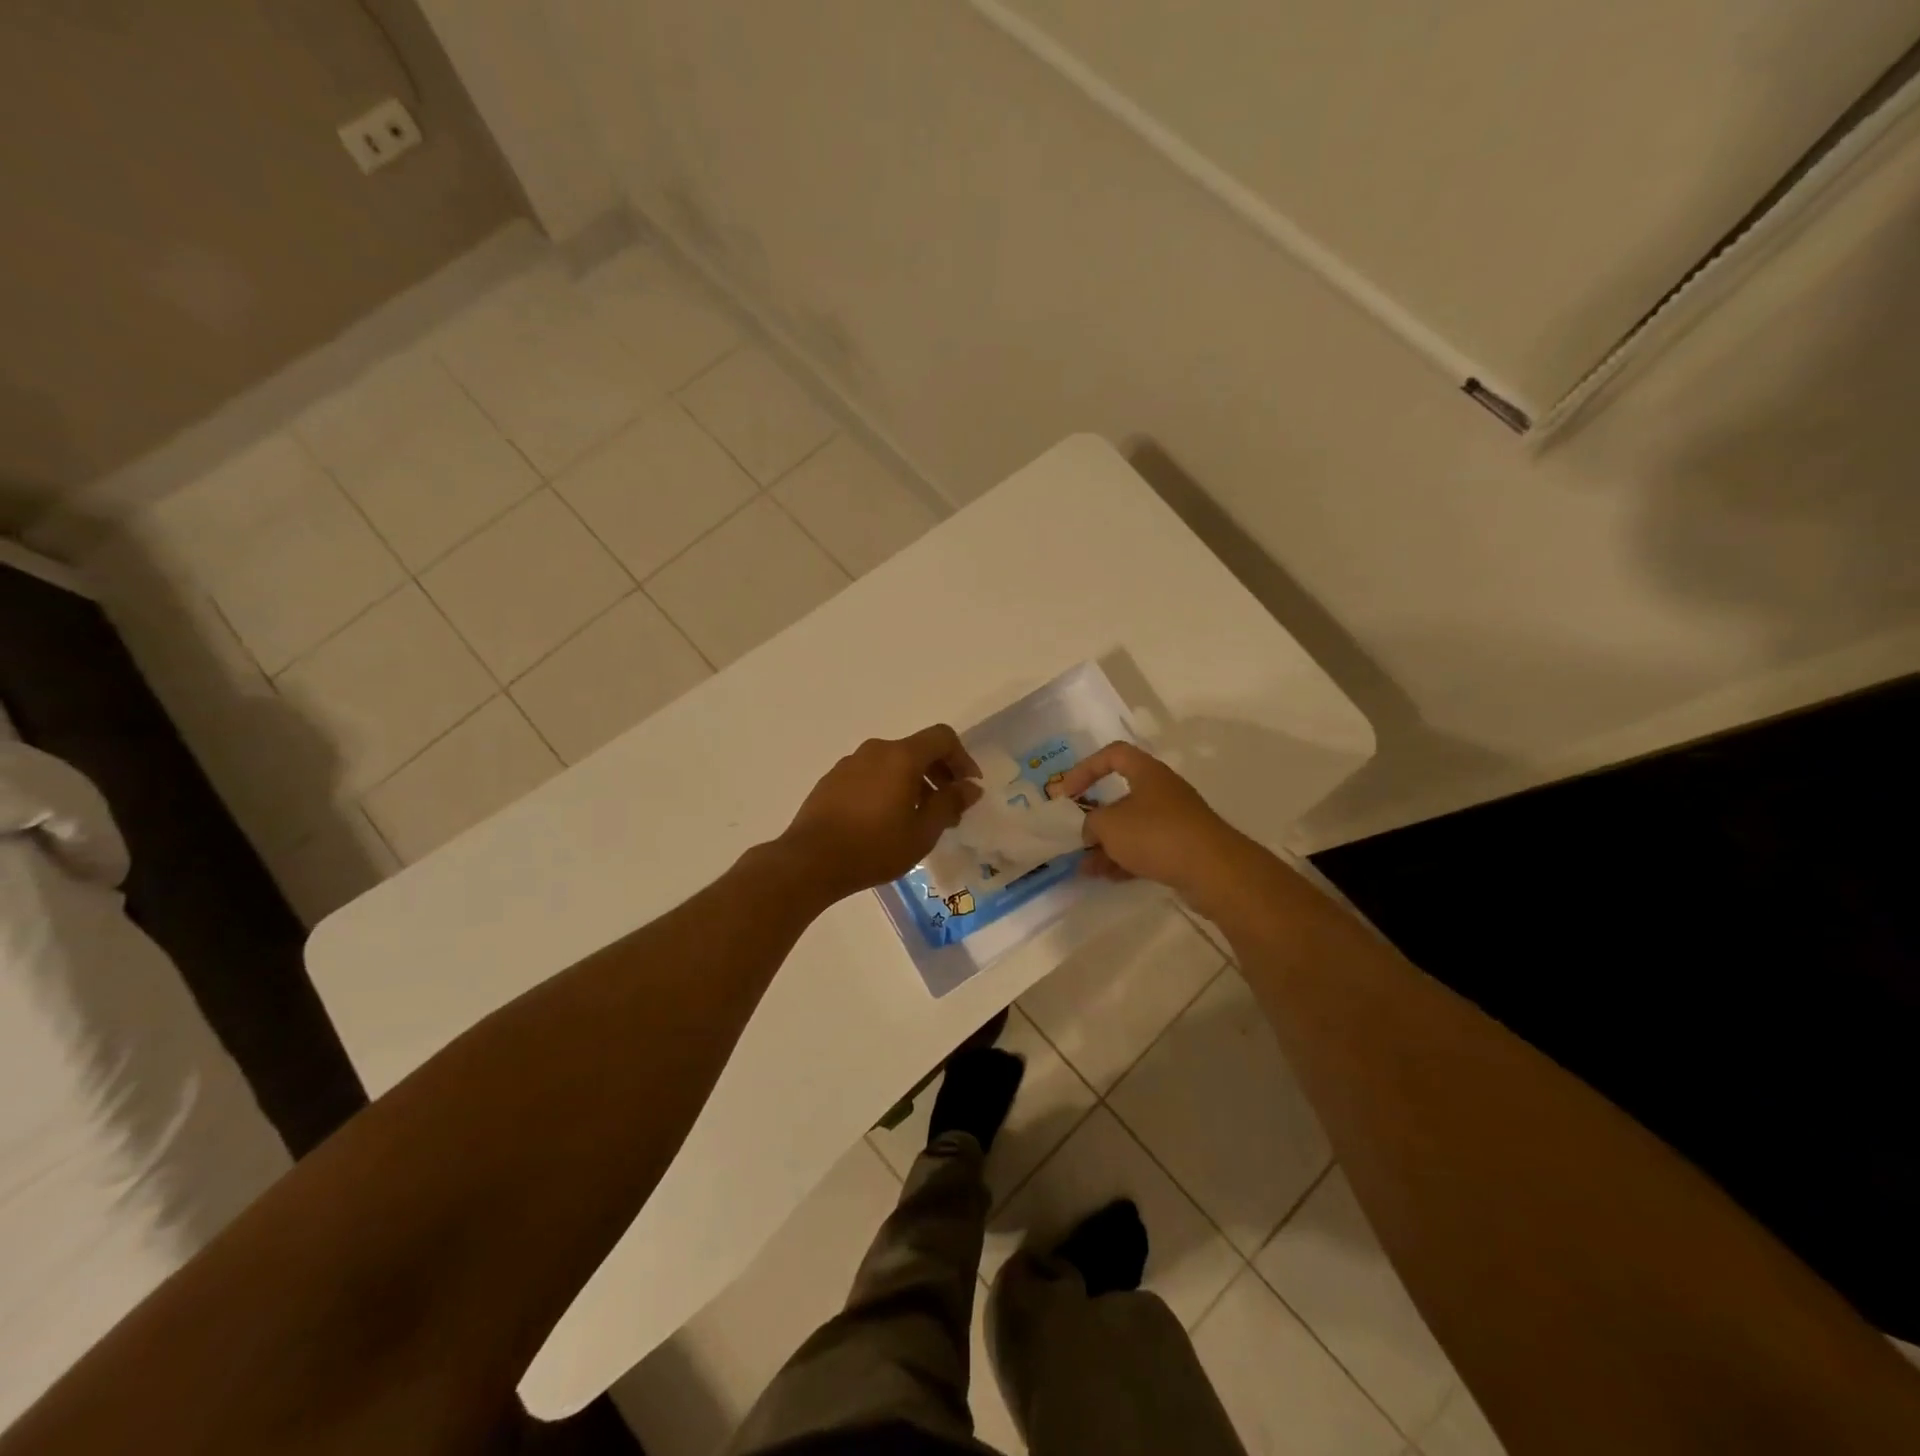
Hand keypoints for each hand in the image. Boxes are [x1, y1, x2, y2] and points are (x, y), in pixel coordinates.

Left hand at [781, 726, 981, 900]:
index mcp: (901, 756)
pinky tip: (885, 821)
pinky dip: (889, 788)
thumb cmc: (874, 847)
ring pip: (893, 764)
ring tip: (918, 819)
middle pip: (917, 750)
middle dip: (939, 775)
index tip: (968, 788)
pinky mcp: (832, 780)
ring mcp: (850, 763)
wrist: (810, 861)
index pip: (942, 738)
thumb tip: (971, 787)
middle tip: (949, 810)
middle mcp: (876, 750)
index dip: (962, 759)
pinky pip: (871, 775)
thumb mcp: (923, 831)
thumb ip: (950, 803)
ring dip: (914, 784)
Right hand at [1052, 741, 1261, 917]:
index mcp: (1147, 773)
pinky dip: (1124, 860)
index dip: (1086, 768)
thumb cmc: (1156, 834)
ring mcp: (1175, 821)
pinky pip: (1145, 850)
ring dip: (1107, 845)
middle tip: (1077, 834)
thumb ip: (1091, 824)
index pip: (1113, 754)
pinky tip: (1106, 877)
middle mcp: (1162, 791)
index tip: (1067, 792)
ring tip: (1084, 867)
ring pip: (1132, 828)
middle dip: (1096, 817)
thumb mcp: (1109, 825)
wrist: (1213, 871)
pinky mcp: (1182, 849)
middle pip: (1122, 796)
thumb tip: (1091, 832)